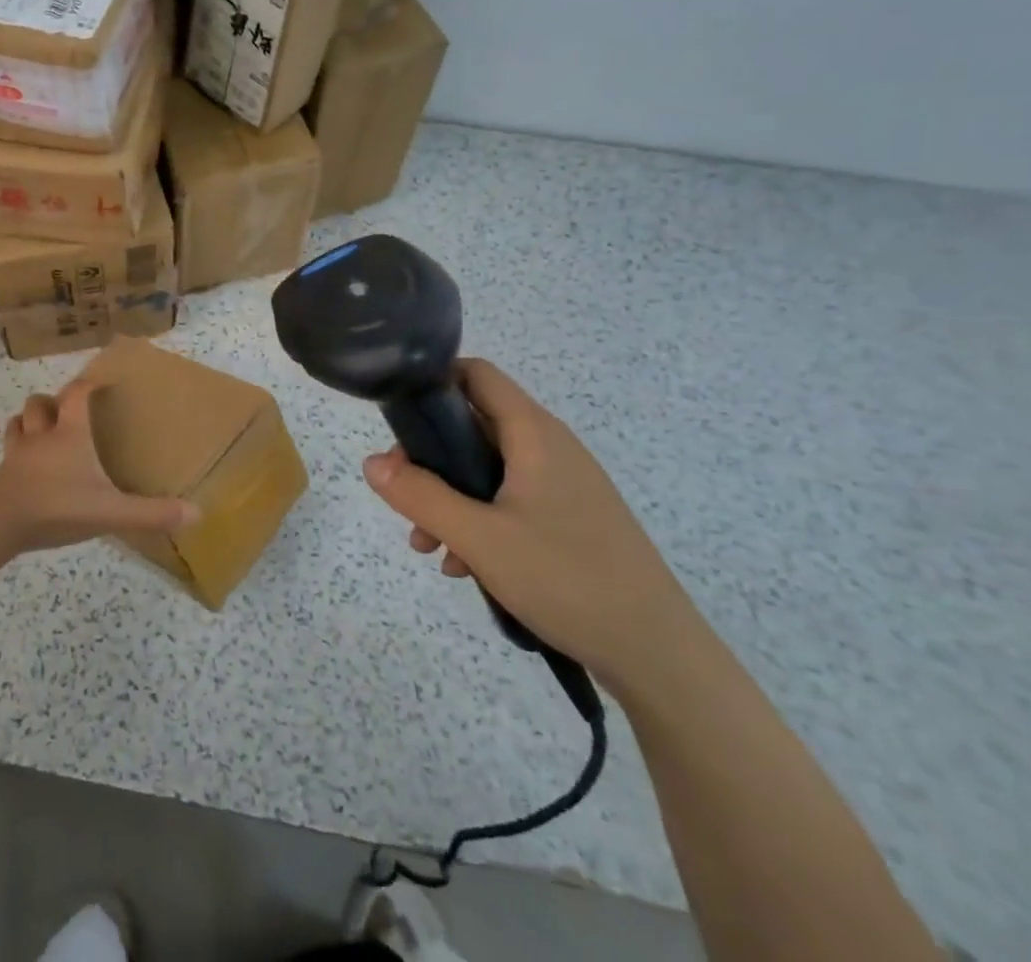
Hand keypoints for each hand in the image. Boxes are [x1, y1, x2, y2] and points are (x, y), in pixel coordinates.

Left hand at [0, 377, 198, 552]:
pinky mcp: (2, 474)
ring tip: (42, 429)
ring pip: (19, 422)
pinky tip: (24, 463)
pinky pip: (7, 451)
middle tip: (66, 411)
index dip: (89, 384)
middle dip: (52, 401)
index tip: (101, 382)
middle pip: (40, 403)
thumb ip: (151, 513)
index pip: (77, 394)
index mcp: (70, 433)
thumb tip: (196, 513)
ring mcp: (17, 453)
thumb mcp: (111, 512)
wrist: (0, 524)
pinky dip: (16, 449)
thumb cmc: (58, 507)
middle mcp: (42, 435)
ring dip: (29, 420)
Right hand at [362, 358, 701, 692]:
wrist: (659, 655)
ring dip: (450, 498)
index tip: (397, 416)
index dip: (433, 381)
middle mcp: (550, 447)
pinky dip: (480, 521)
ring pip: (488, 470)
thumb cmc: (566, 579)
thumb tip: (371, 462)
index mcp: (533, 434)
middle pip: (474, 426)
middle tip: (403, 498)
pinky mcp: (570, 519)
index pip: (476, 374)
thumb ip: (420, 496)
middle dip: (430, 460)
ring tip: (427, 545)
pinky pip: (510, 501)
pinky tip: (464, 566)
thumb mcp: (479, 538)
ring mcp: (564, 484)